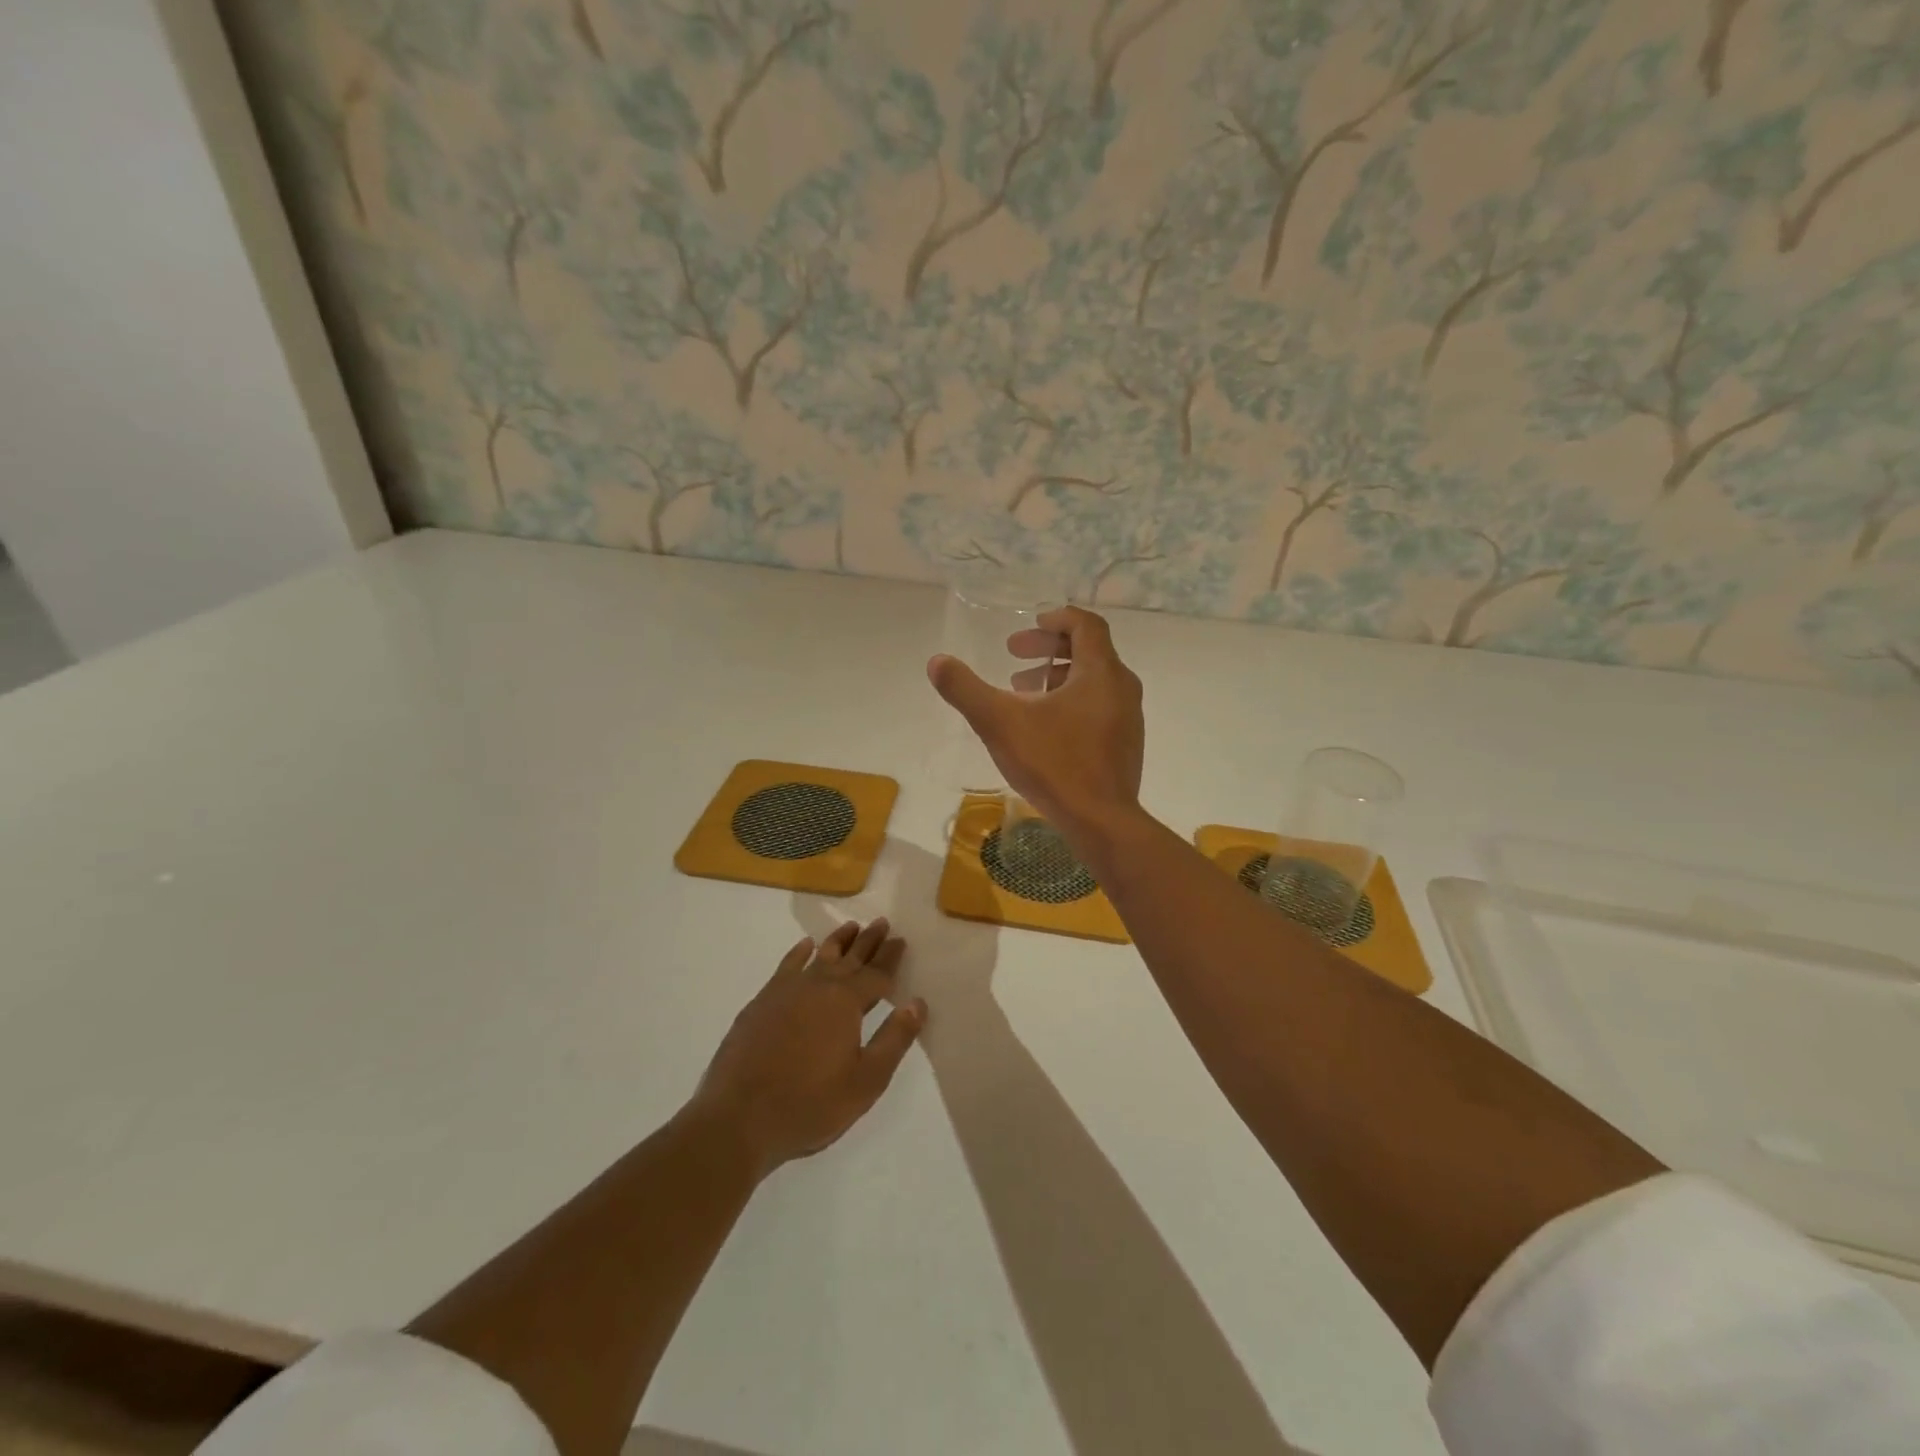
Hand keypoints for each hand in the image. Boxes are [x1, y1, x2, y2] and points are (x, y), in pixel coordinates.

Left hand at [688, 920, 925, 1176]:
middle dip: (868, 941)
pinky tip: (805, 947)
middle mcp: (818, 986)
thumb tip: (917, 1003)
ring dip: (837, 941)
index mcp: (846, 1003)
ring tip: (850, 926)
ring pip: (819, 957)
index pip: (876, 974)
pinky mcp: (761, 1003)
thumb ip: (894, 1039)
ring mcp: (786, 992)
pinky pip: (786, 966)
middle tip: (881, 923)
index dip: (890, 957)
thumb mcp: (866, 1081)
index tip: (900, 940)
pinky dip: (799, 954)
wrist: (738, 1118)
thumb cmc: (810, 1104)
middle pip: (850, 958)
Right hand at [927, 605, 1144, 842]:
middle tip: (1014, 654)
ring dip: (1057, 676)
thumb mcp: (1000, 722)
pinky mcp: (1125, 744)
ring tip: (1021, 690)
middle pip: (1089, 650)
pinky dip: (1071, 701)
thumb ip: (966, 689)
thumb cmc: (1054, 764)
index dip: (1057, 617)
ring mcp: (1128, 718)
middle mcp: (1122, 687)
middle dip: (1049, 647)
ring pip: (1094, 681)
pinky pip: (1099, 706)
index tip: (1030, 623)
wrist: (1101, 822)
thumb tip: (937, 662)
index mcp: (1101, 672)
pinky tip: (1044, 727)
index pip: (1085, 624)